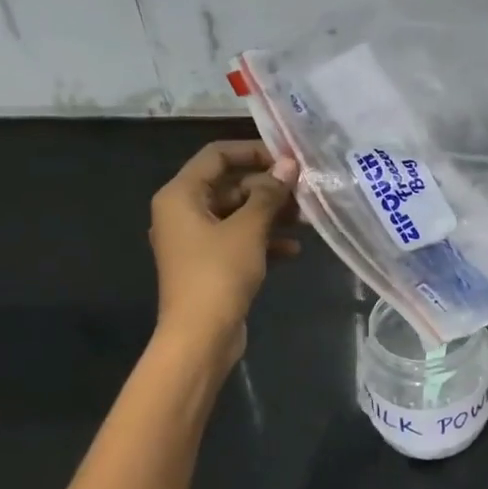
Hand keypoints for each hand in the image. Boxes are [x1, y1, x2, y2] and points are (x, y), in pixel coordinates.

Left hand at [149, 140, 298, 364]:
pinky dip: (265, 240)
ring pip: (239, 214)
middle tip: (305, 193)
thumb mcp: (249, 229)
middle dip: (269, 189)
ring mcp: (196, 240)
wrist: (200, 337)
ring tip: (306, 221)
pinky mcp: (210, 263)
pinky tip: (294, 250)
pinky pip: (240, 240)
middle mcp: (184, 212)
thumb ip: (269, 193)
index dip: (253, 151)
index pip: (217, 155)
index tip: (288, 160)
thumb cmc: (218, 273)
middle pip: (231, 185)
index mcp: (181, 195)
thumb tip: (288, 165)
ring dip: (272, 215)